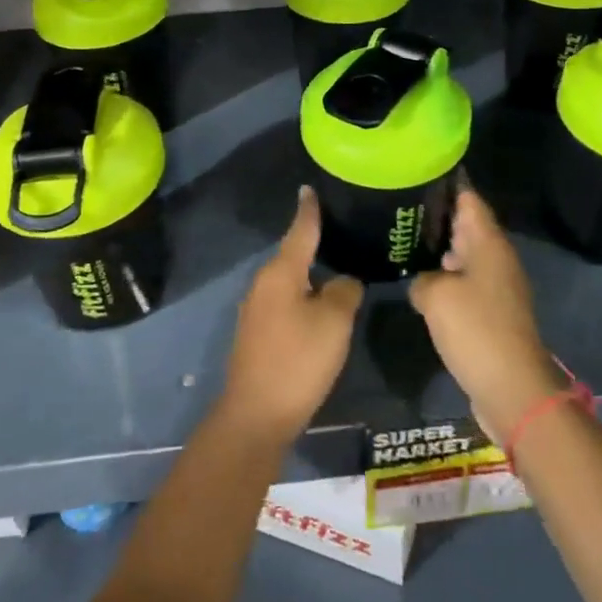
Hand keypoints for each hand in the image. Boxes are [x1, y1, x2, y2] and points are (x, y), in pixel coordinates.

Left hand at [221, 186, 363, 445]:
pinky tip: (320, 301)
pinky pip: (286, 299)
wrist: (256, 415)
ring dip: (311, 271)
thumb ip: (344, 290)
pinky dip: (303, 294)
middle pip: (293, 253)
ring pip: (290, 279)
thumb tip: (343, 281)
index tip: (310, 187)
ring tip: (337, 261)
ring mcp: (257, 308)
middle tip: (343, 227)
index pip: (300, 229)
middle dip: (315, 240)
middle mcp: (264, 283)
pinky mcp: (258, 332)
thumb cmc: (298, 360)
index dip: (309, 209)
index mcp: (281, 272)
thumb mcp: (334, 321)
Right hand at [409, 188, 565, 436]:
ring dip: (442, 251)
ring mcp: (498, 288)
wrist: (512, 388)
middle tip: (404, 208)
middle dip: (440, 217)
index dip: (448, 184)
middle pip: (468, 227)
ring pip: (467, 257)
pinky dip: (448, 280)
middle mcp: (497, 260)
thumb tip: (424, 283)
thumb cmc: (475, 330)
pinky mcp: (494, 314)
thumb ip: (422, 279)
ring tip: (407, 243)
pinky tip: (424, 285)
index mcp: (489, 245)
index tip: (422, 172)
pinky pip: (467, 285)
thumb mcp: (435, 296)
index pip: (469, 199)